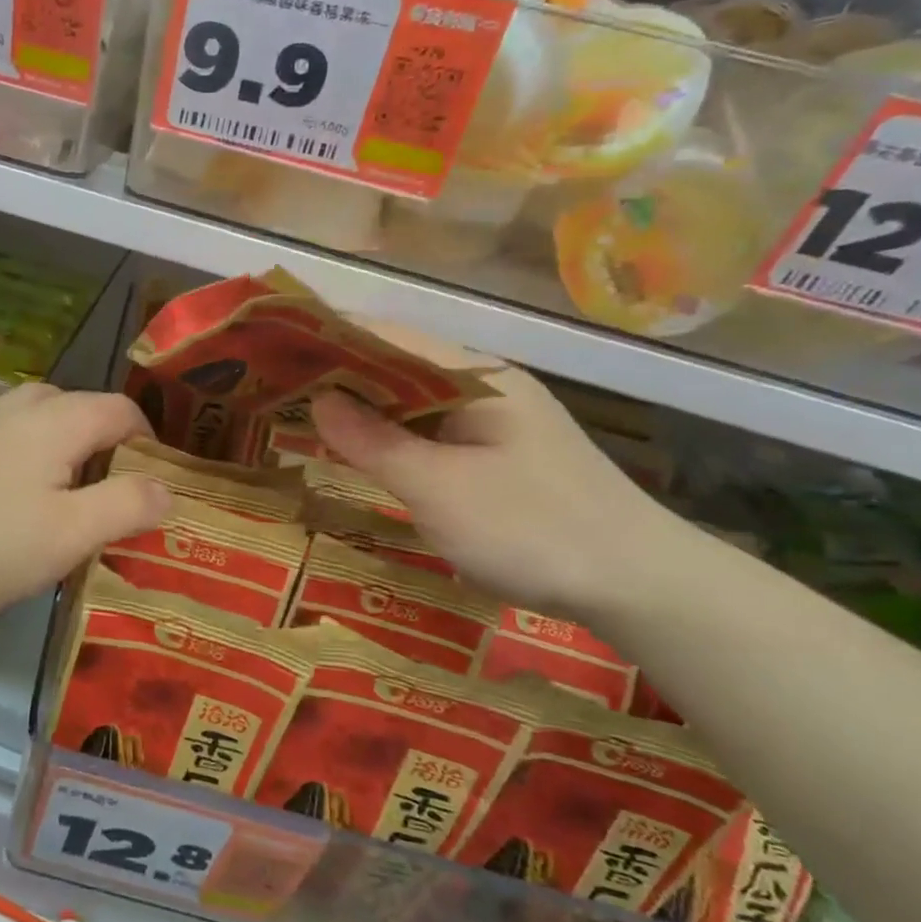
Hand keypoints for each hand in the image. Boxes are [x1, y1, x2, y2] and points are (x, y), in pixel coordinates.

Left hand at [0, 383, 171, 618]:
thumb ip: (127, 505)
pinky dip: (29, 449)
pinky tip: (17, 485)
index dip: (149, 443)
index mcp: (59, 419)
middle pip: (83, 407)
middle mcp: (22, 406)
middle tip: (115, 491)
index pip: (123, 411)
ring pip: (43, 416)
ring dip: (68, 443)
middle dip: (108, 442)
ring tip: (70, 489)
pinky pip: (9, 431)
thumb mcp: (72, 534)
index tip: (155, 484)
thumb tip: (167, 488)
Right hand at [310, 325, 689, 617]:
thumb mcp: (438, 488)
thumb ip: (374, 442)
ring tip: (305, 412)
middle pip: (400, 364)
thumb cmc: (532, 529)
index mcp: (476, 376)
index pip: (390, 336)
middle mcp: (487, 386)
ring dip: (365, 405)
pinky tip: (364, 450)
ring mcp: (497, 421)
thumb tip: (319, 400)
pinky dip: (392, 434)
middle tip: (279, 384)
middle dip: (341, 371)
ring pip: (415, 400)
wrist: (641, 586)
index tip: (279, 343)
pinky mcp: (501, 455)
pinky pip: (433, 430)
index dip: (332, 335)